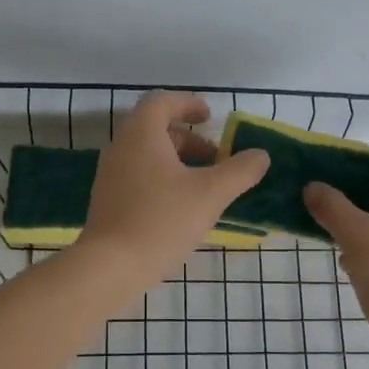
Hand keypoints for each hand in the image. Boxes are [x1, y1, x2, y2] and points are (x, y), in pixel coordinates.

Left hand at [80, 92, 270, 286]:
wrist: (111, 266)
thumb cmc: (162, 220)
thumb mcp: (211, 194)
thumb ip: (240, 171)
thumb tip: (260, 155)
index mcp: (141, 135)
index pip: (162, 102)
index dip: (188, 104)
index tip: (210, 116)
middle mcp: (120, 148)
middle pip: (155, 129)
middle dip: (189, 139)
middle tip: (215, 158)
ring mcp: (110, 176)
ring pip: (147, 156)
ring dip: (177, 162)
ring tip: (204, 186)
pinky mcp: (108, 201)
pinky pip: (138, 177)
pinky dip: (162, 180)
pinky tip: (182, 208)